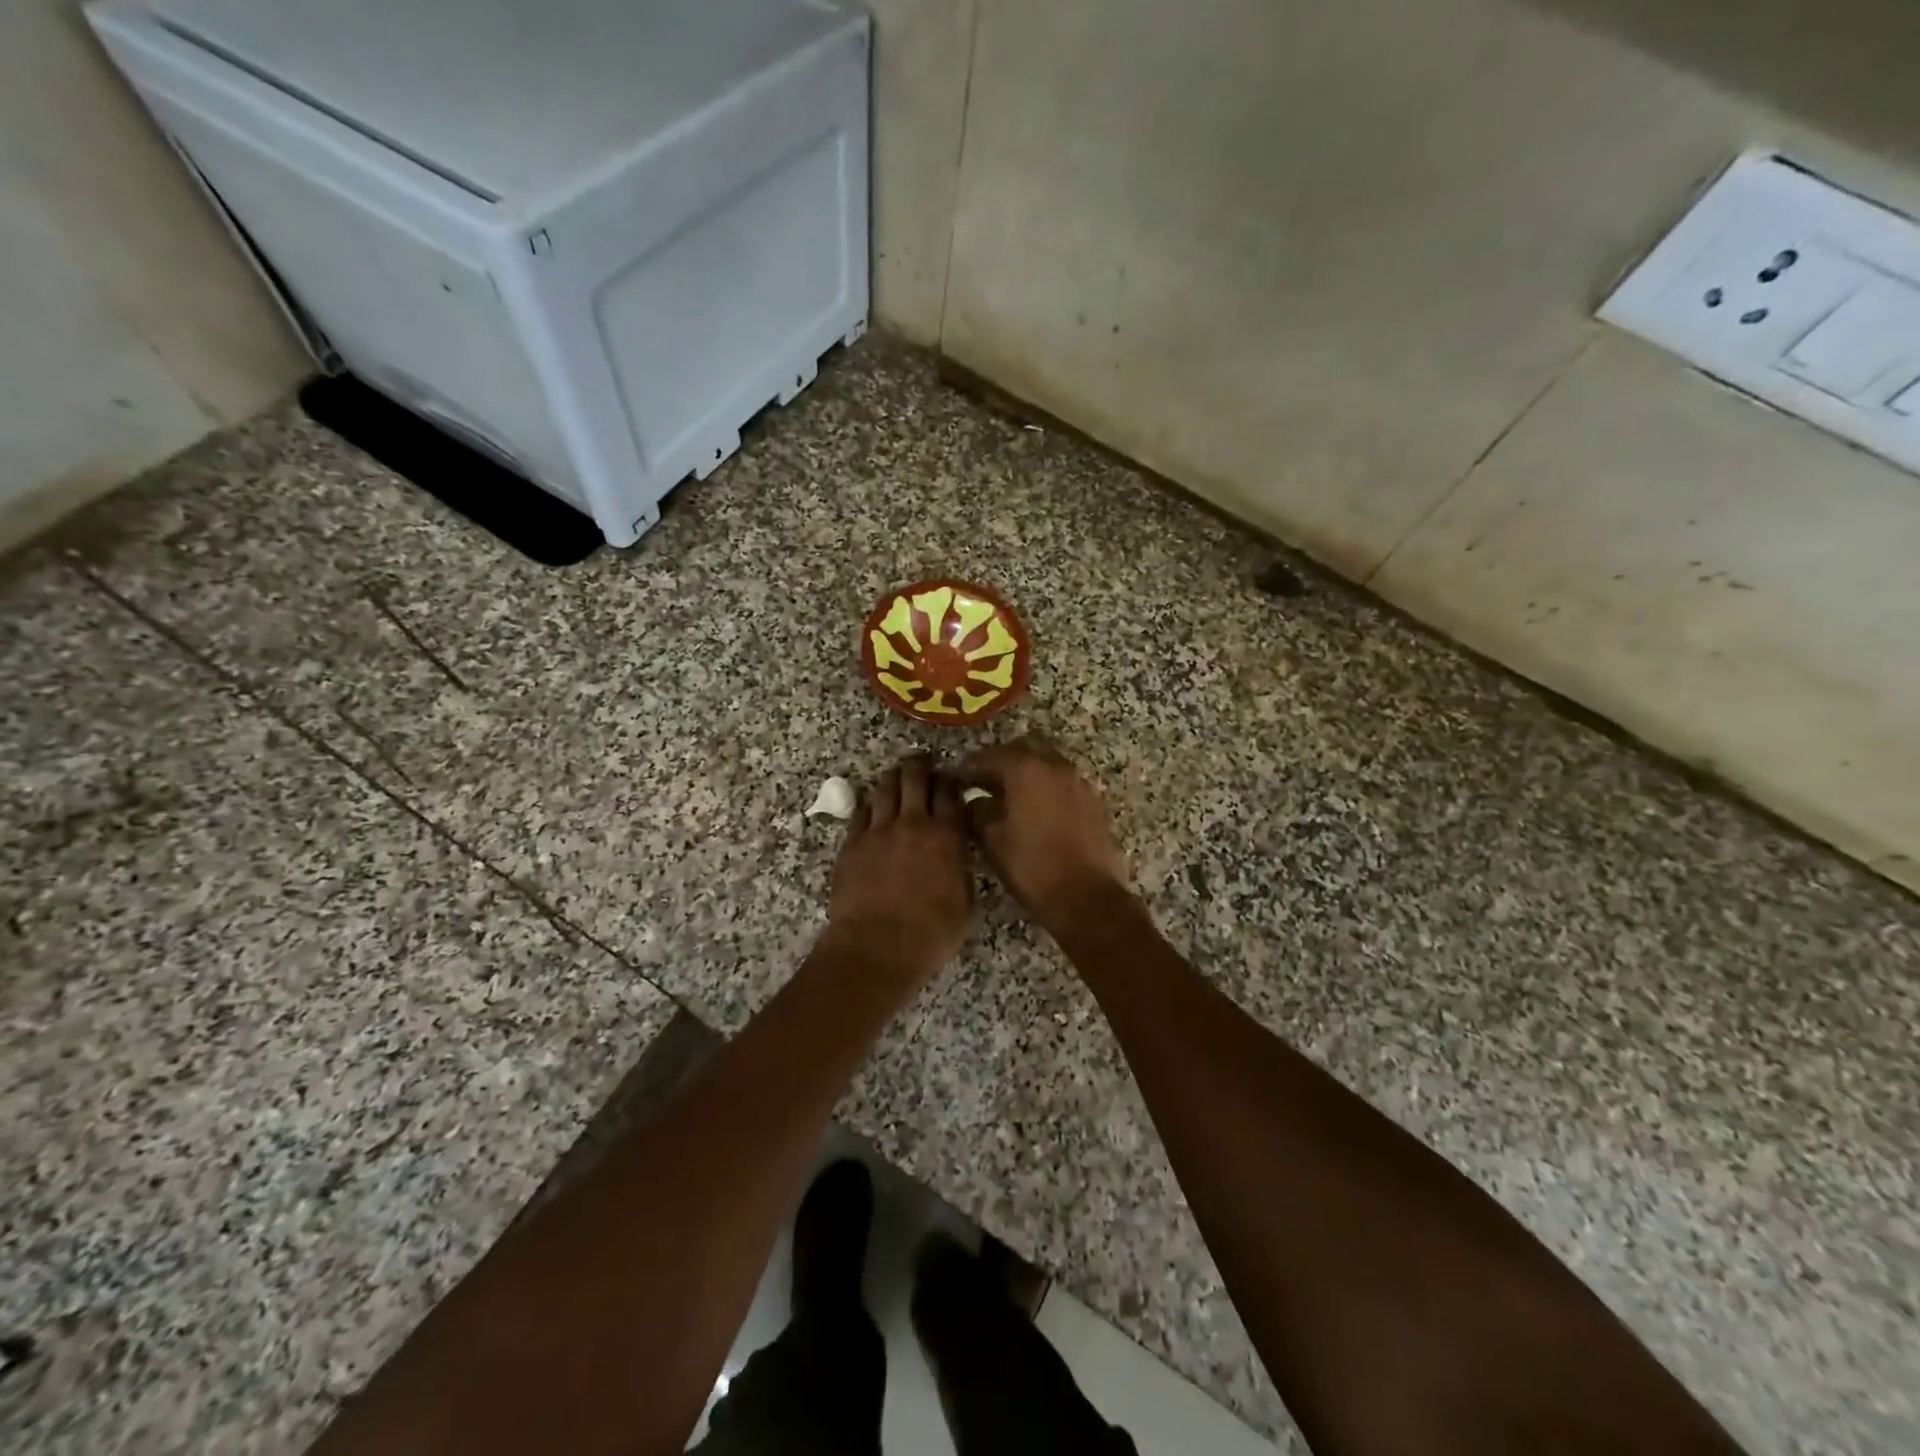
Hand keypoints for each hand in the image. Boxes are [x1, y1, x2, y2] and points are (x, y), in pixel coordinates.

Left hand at [824, 756, 971, 982]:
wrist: (876, 947)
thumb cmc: (930, 934)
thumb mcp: (965, 904)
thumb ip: (961, 870)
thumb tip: (958, 855)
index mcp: (946, 836)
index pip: (950, 793)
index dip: (950, 780)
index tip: (951, 779)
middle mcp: (912, 823)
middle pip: (915, 778)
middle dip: (920, 767)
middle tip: (923, 765)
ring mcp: (878, 830)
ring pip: (885, 788)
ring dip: (893, 778)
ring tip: (897, 777)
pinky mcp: (852, 843)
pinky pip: (860, 811)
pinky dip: (869, 804)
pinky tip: (872, 807)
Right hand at [961, 737, 1131, 931]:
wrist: (1088, 898)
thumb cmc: (1033, 868)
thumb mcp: (994, 841)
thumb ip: (979, 812)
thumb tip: (975, 800)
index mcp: (1027, 770)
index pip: (992, 756)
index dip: (972, 766)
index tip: (958, 777)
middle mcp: (1056, 767)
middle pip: (1025, 748)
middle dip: (1004, 759)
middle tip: (985, 780)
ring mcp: (1080, 782)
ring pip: (1048, 762)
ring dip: (1028, 771)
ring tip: (1010, 796)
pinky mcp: (1094, 801)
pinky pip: (1064, 782)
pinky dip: (1048, 787)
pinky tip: (1037, 810)